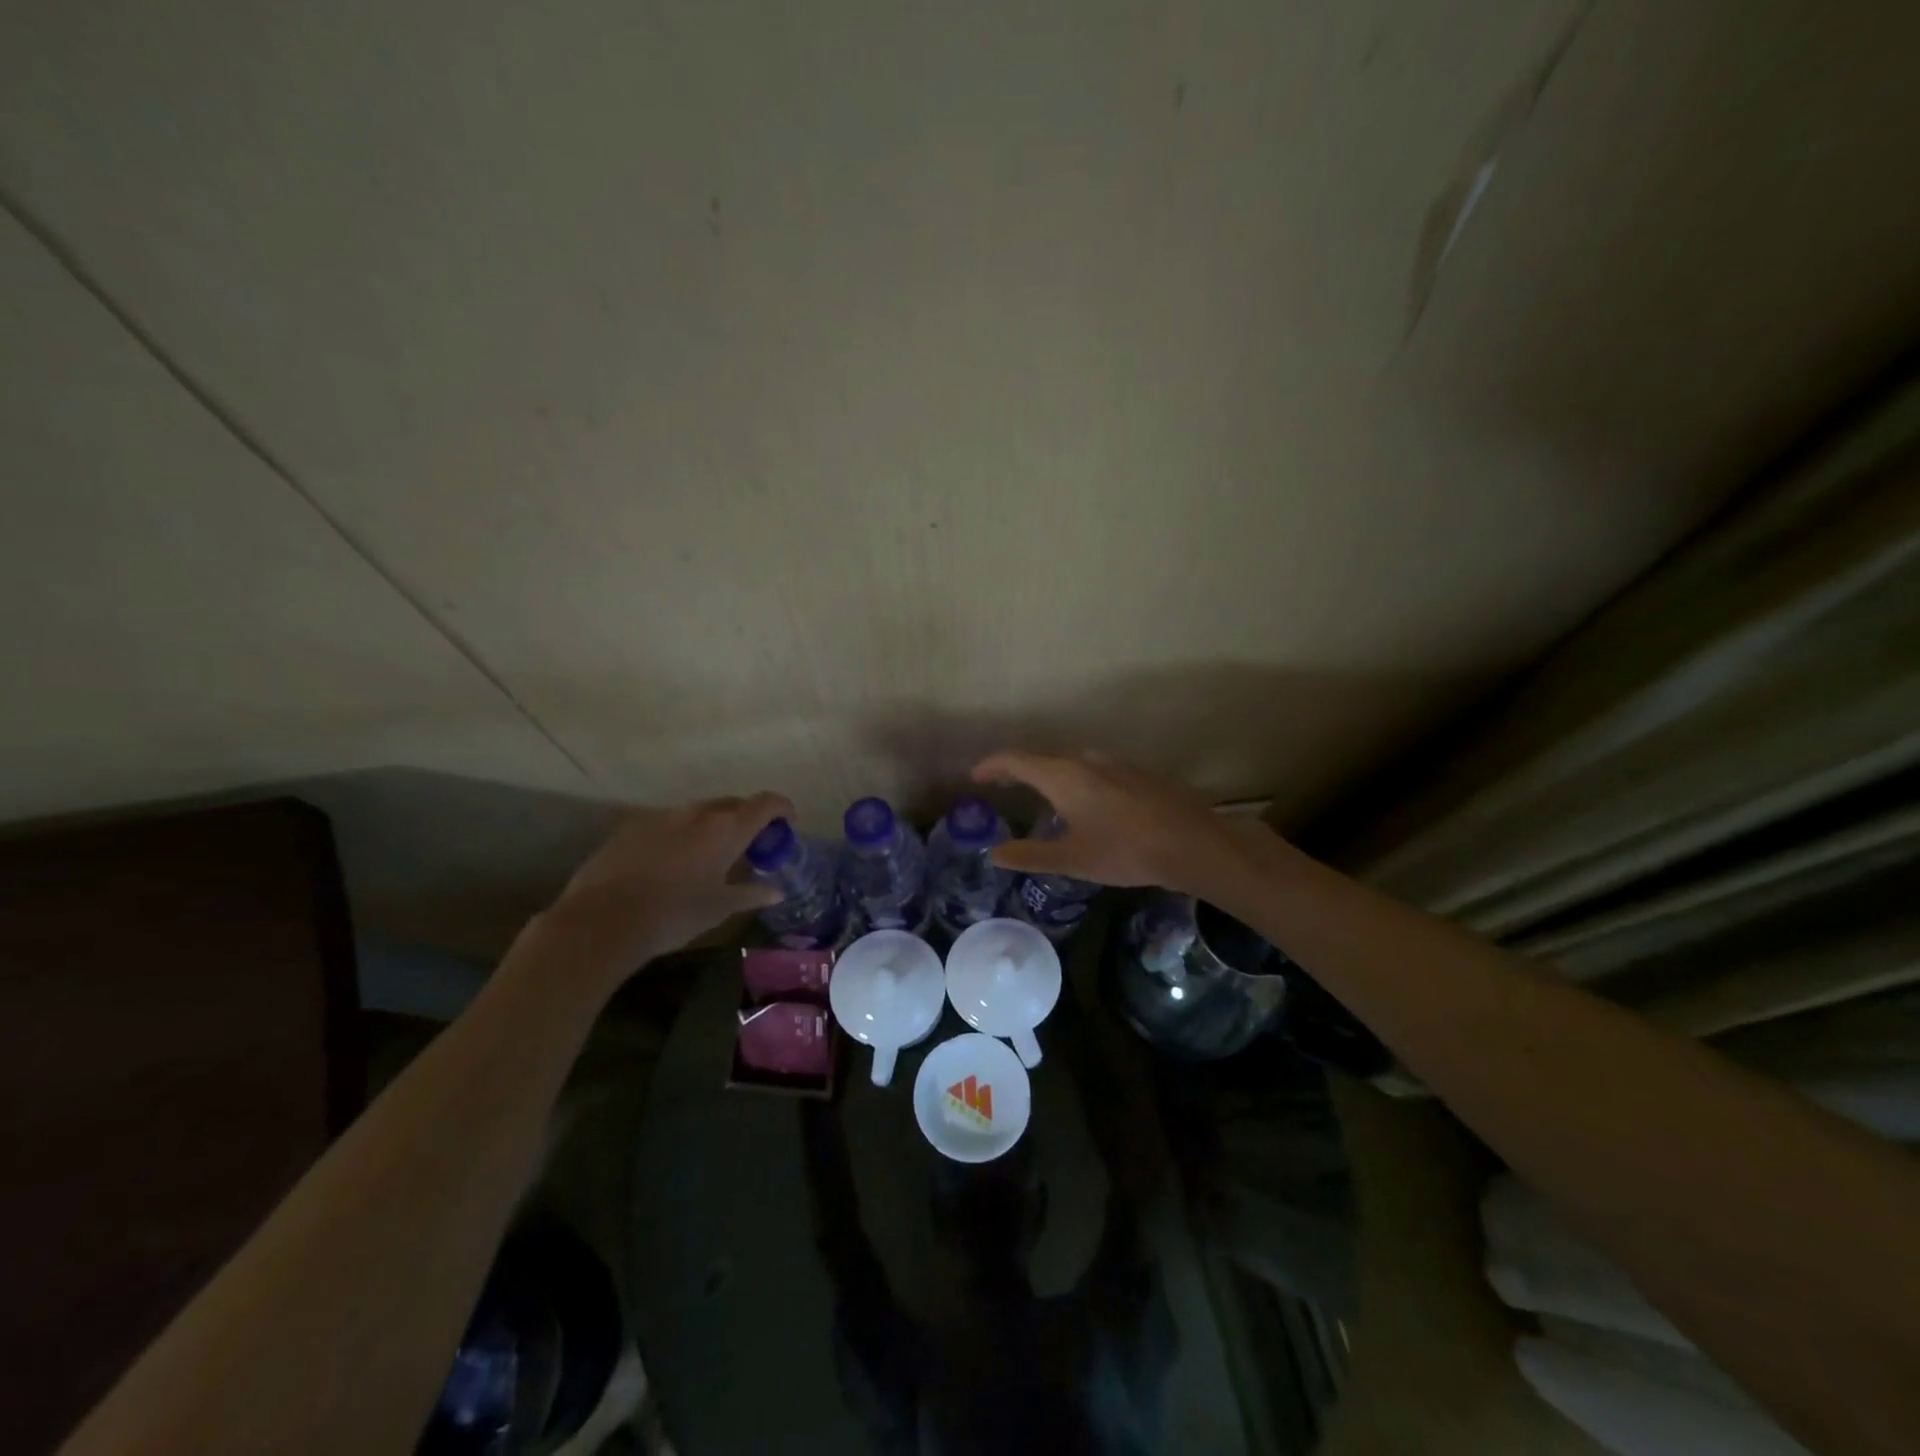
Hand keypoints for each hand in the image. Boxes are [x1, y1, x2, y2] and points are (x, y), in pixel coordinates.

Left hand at [536, 792, 792, 988]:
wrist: (602, 920)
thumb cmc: (674, 914)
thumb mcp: (720, 908)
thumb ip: (752, 894)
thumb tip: (777, 891)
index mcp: (726, 828)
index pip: (766, 803)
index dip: (783, 808)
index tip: (788, 823)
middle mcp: (698, 812)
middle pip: (733, 804)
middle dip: (748, 819)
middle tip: (752, 845)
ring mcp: (663, 816)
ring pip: (699, 812)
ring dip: (714, 826)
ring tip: (712, 854)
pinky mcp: (634, 826)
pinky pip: (670, 823)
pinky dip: (683, 834)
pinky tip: (674, 862)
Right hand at [972, 751, 1265, 896]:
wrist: (1193, 842)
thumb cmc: (1125, 851)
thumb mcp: (1072, 859)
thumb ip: (1030, 854)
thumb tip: (994, 853)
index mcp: (1063, 775)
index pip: (1015, 759)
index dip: (991, 766)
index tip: (975, 778)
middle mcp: (1086, 760)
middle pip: (1041, 758)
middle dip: (1017, 770)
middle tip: (1001, 786)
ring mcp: (1115, 763)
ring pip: (1070, 762)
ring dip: (1048, 774)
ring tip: (1039, 794)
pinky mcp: (1137, 773)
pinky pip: (1093, 770)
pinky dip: (1074, 779)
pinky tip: (1085, 803)